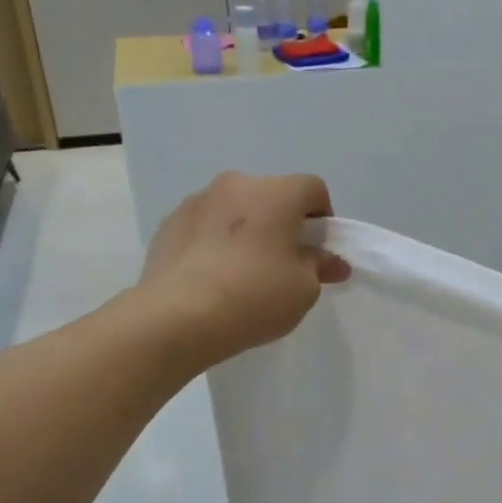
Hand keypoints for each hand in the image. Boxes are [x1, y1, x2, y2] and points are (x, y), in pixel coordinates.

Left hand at [137, 171, 349, 367]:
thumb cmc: (254, 297)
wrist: (177, 317)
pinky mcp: (169, 224)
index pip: (313, 189)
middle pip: (271, 196)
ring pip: (235, 210)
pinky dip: (214, 243)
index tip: (317, 251)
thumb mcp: (304, 289)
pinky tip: (212, 278)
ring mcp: (197, 201)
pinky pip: (204, 227)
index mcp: (276, 193)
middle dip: (282, 224)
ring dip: (246, 231)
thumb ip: (320, 268)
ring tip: (242, 274)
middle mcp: (236, 185)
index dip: (322, 218)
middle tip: (283, 264)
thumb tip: (332, 262)